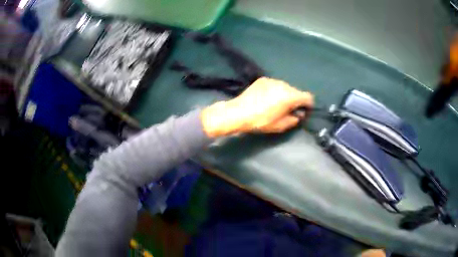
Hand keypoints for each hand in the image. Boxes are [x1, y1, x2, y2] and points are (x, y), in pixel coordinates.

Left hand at [201, 77, 313, 137]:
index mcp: (290, 96)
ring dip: (284, 94)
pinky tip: (265, 98)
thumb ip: (294, 119)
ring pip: (285, 87)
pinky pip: (275, 85)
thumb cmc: (261, 121)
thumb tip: (299, 114)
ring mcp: (273, 80)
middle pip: (296, 91)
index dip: (308, 105)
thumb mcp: (280, 126)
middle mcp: (284, 85)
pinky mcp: (263, 79)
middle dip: (294, 100)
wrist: (239, 112)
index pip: (308, 97)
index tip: (302, 111)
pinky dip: (274, 90)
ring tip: (274, 104)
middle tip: (286, 110)